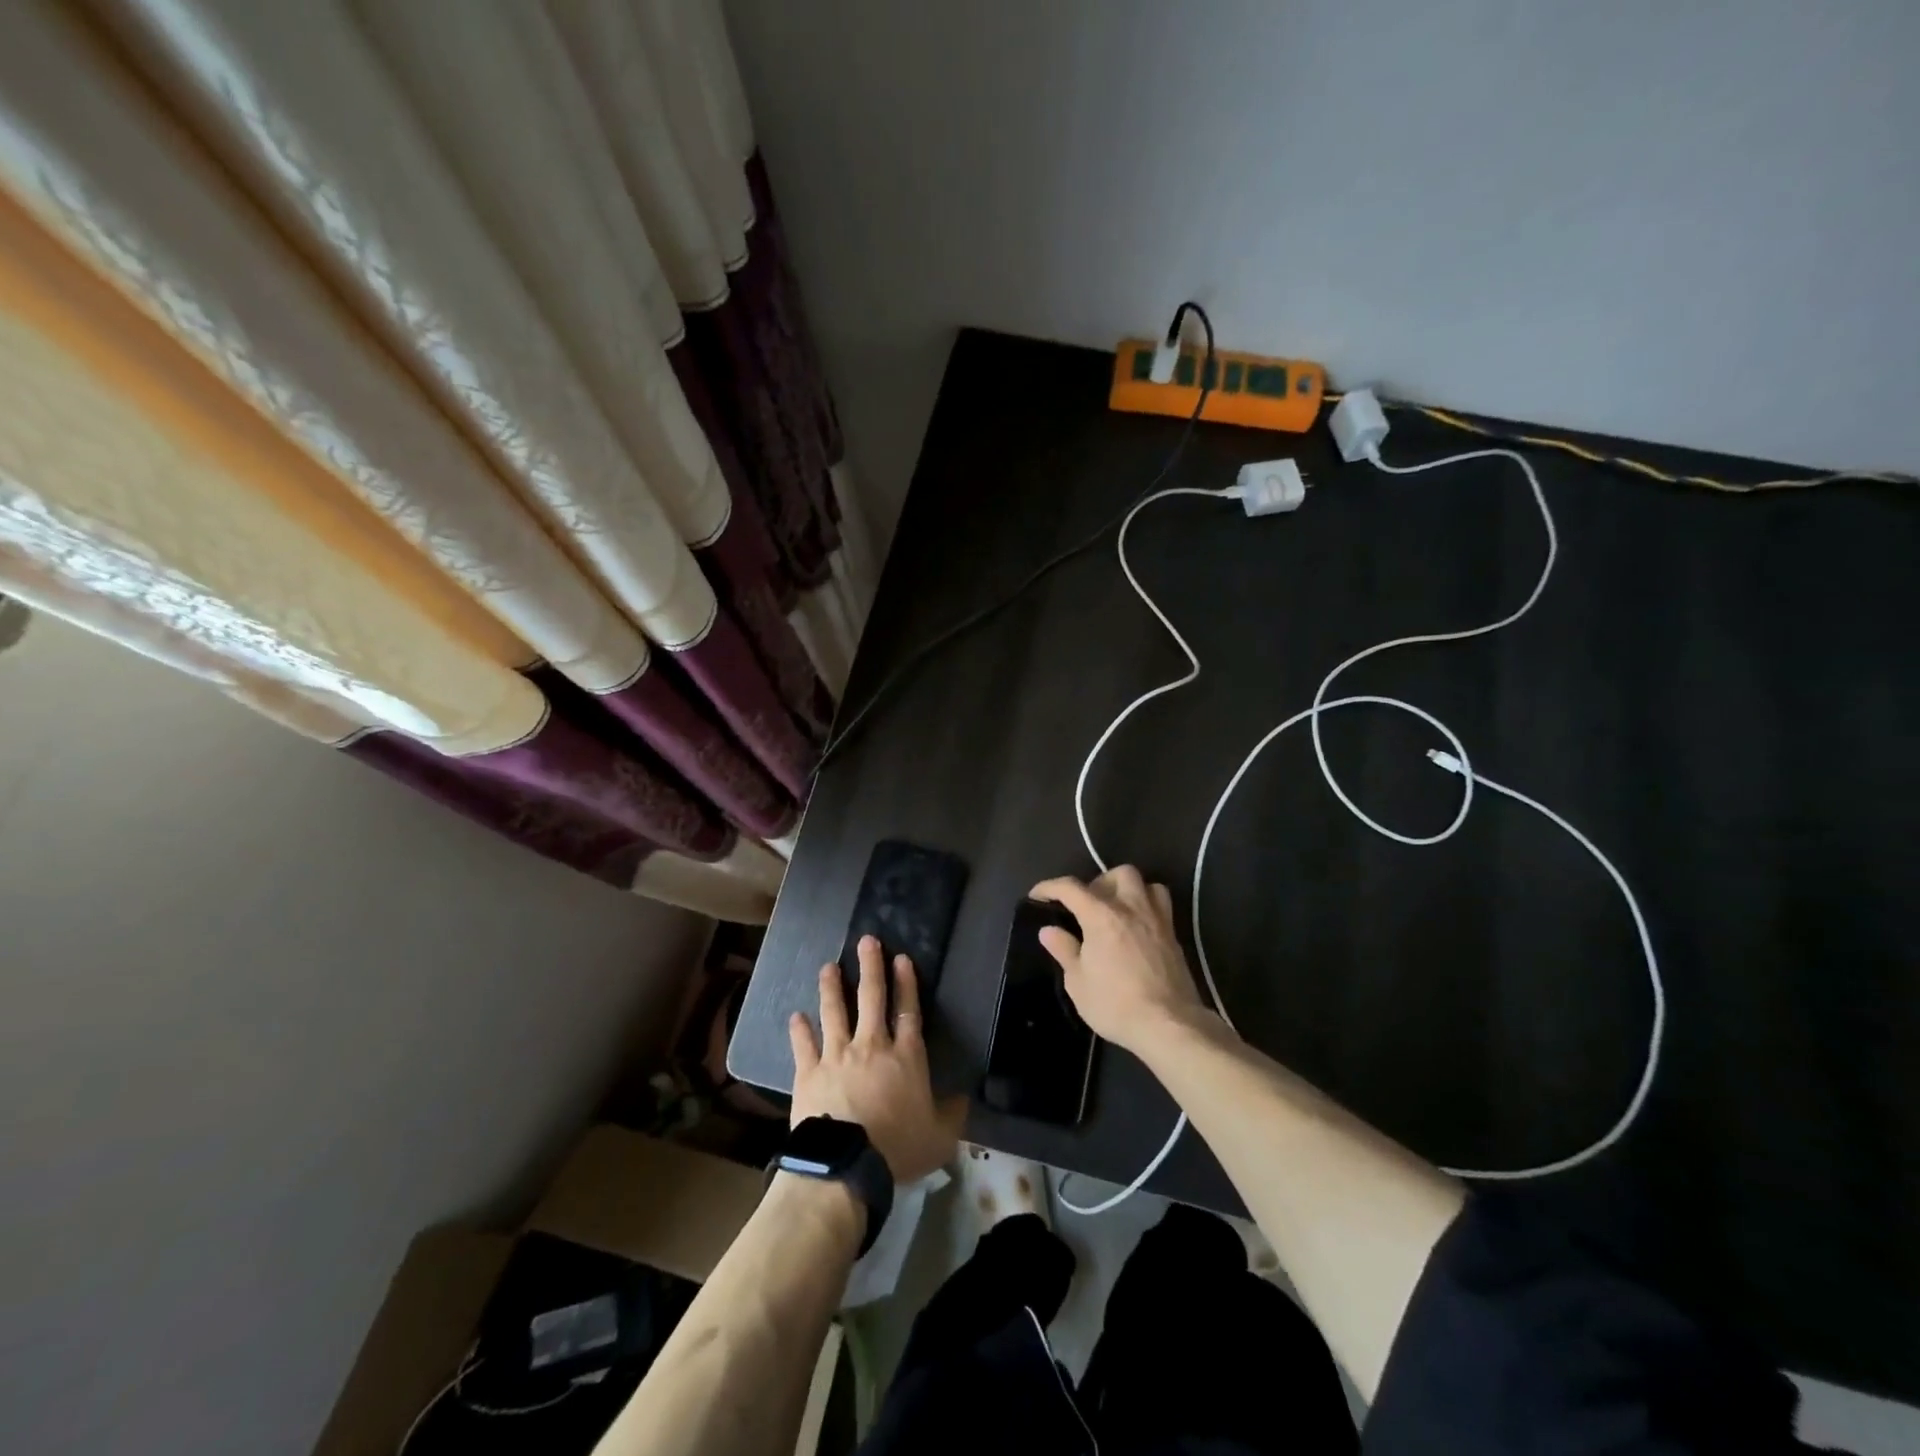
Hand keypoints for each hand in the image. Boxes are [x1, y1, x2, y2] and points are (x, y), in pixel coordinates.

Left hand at [789, 935, 966, 1182]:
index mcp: (905, 1057)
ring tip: (828, 966)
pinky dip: (799, 1029)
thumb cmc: (898, 1149)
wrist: (846, 1165)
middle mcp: (871, 1046)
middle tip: (866, 941)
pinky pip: (803, 1045)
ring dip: (831, 987)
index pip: (908, 1010)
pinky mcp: (808, 1072)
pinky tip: (796, 1016)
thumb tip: (963, 1097)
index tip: (900, 958)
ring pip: (834, 1012)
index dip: (906, 982)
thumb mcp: (940, 1137)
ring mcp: (836, 1055)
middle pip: (871, 998)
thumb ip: (952, 1113)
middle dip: (870, 967)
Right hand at [1031, 866, 1214, 1057]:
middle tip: (1086, 906)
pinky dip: (1146, 905)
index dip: (1049, 887)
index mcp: (1102, 915)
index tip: (1037, 896)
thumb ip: (1064, 950)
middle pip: (1116, 874)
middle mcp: (1131, 908)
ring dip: (1127, 889)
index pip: (1070, 888)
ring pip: (1145, 883)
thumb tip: (1048, 930)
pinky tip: (1137, 927)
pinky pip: (1161, 904)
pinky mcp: (1174, 935)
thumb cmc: (1116, 1004)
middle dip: (1097, 882)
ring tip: (1116, 910)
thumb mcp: (1078, 982)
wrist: (1169, 1025)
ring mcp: (1157, 919)